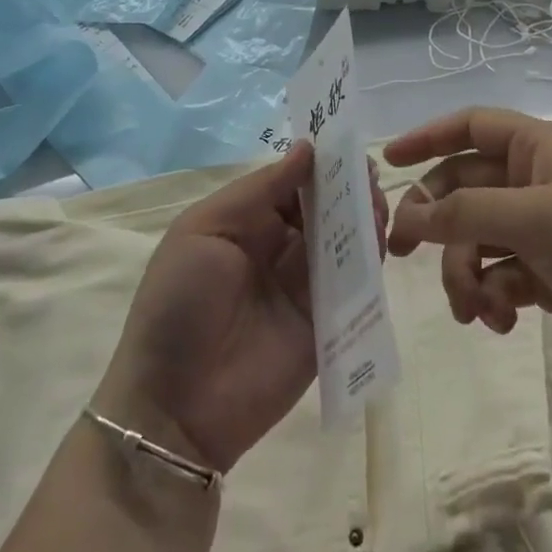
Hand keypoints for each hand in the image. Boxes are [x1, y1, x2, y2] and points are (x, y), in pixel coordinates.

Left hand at [95, 143, 385, 474]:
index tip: (347, 145)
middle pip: (323, 208)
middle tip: (369, 175)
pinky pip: (354, 285)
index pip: (291, 182)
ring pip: (344, 241)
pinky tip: (378, 241)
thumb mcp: (204, 230)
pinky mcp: (327, 323)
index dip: (318, 164)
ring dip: (363, 218)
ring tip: (376, 205)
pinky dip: (370, 260)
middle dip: (347, 187)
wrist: (173, 405)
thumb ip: (259, 190)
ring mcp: (305, 286)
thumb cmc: (179, 303)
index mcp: (246, 222)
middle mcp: (279, 248)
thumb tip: (307, 148)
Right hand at [385, 107, 551, 406]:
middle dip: (436, 220)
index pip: (473, 126)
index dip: (428, 136)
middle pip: (466, 188)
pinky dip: (490, 295)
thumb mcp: (538, 220)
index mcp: (542, 149)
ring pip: (476, 237)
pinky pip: (497, 274)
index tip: (388, 161)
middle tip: (400, 252)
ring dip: (464, 271)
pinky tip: (500, 322)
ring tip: (472, 308)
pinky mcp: (547, 275)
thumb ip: (467, 211)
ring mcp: (543, 231)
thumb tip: (407, 214)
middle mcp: (538, 182)